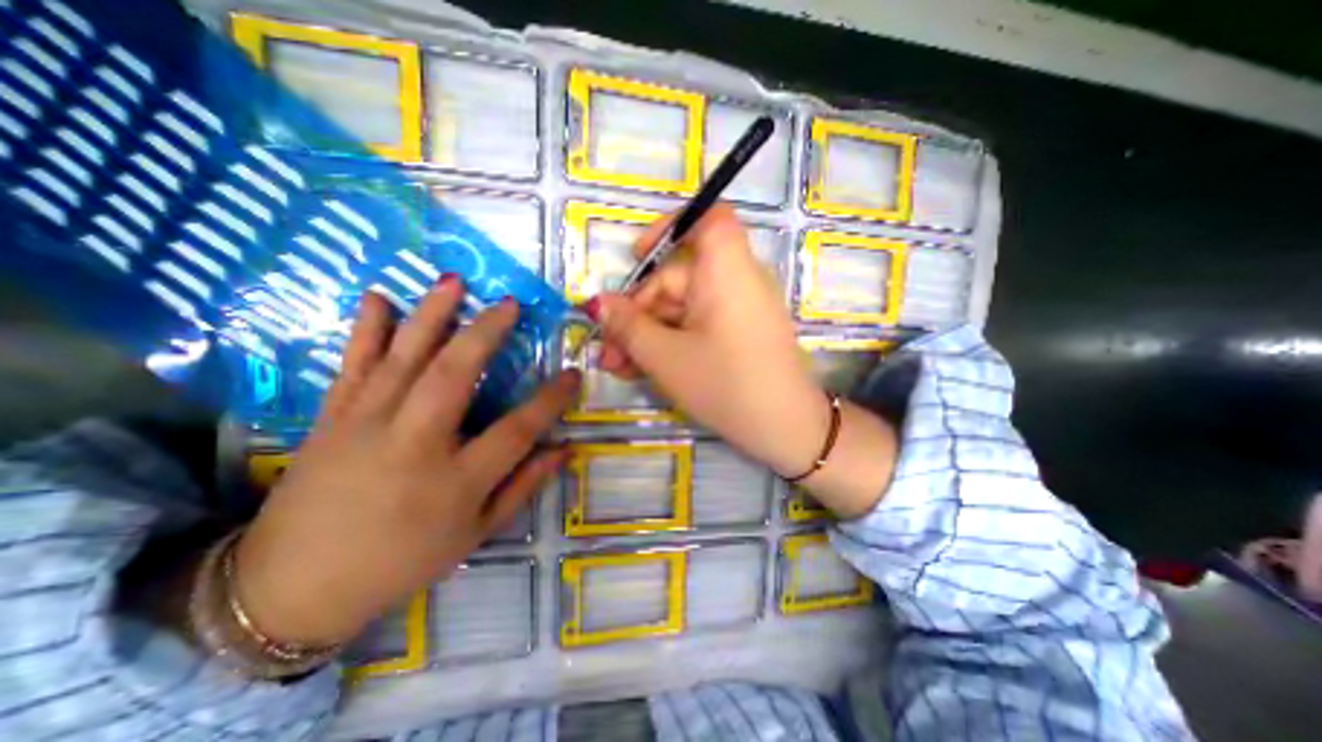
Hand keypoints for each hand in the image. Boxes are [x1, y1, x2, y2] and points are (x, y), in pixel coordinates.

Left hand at [228, 277, 579, 643]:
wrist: (292, 589)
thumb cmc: (402, 561)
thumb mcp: (476, 533)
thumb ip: (524, 487)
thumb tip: (564, 450)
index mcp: (455, 481)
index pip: (517, 430)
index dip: (550, 400)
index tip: (573, 374)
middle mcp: (413, 445)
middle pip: (453, 376)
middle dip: (486, 334)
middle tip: (510, 304)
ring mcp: (366, 426)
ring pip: (403, 358)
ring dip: (431, 315)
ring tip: (455, 282)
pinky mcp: (331, 419)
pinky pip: (352, 365)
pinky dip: (366, 329)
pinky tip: (378, 298)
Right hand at [589, 202, 898, 514]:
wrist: (785, 430)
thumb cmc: (725, 385)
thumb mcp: (666, 357)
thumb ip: (628, 326)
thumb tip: (598, 303)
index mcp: (726, 271)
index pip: (708, 219)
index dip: (670, 227)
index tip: (637, 257)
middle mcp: (735, 281)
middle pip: (677, 279)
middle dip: (637, 313)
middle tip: (609, 351)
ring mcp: (737, 309)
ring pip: (681, 309)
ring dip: (647, 335)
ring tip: (619, 367)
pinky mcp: (737, 333)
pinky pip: (697, 325)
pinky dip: (670, 342)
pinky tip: (643, 369)